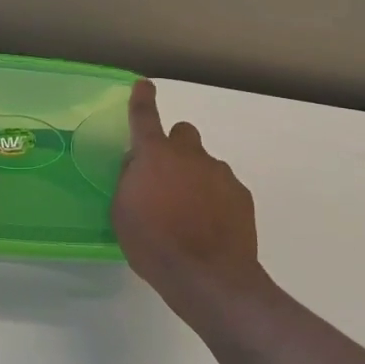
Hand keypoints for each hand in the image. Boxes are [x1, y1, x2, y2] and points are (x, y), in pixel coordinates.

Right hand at [113, 80, 266, 326]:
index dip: (142, 99)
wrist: (209, 278)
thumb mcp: (123, 213)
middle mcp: (189, 155)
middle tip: (166, 177)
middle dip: (174, 147)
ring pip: (205, 163)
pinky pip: (224, 186)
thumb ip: (129, 181)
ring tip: (189, 214)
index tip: (144, 85)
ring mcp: (220, 173)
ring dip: (195, 177)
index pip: (144, 117)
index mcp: (155, 156)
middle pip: (183, 133)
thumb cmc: (154, 245)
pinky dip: (215, 199)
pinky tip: (210, 227)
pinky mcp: (241, 195)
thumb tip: (137, 166)